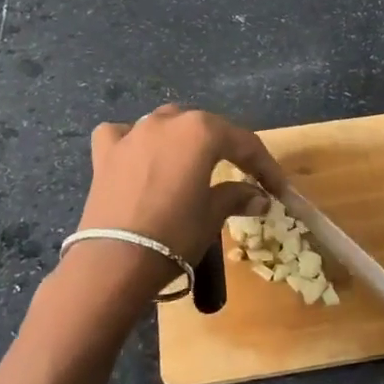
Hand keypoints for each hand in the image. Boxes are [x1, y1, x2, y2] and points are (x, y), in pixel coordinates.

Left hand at [73, 105, 283, 297]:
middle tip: (241, 174)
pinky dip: (133, 141)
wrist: (115, 261)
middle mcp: (167, 122)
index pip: (244, 143)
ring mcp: (132, 134)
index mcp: (201, 131)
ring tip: (193, 162)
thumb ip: (236, 196)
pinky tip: (138, 156)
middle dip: (226, 148)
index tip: (278, 189)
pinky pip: (122, 135)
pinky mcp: (105, 154)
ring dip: (182, 139)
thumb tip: (259, 197)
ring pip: (166, 124)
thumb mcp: (212, 215)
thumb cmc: (175, 234)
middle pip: (206, 128)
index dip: (265, 166)